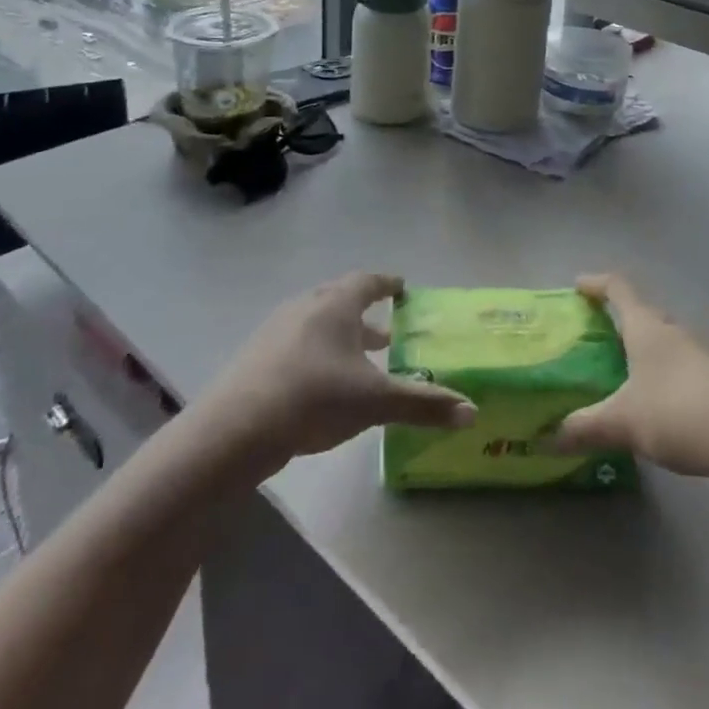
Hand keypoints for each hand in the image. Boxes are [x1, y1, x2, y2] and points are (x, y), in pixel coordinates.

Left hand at [199, 273, 475, 472]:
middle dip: (365, 313)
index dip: (387, 283)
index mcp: (336, 304)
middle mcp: (306, 306)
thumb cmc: (315, 398)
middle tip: (387, 331)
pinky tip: (320, 382)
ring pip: (316, 322)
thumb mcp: (375, 402)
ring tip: (357, 359)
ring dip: (340, 335)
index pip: (367, 281)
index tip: (401, 287)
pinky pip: (295, 343)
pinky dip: (316, 352)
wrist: (236, 427)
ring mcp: (276, 330)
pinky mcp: (256, 356)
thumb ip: (423, 404)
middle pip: (340, 299)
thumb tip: (472, 411)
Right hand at [552, 274, 708, 483]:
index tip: (578, 284)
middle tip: (595, 338)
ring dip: (643, 354)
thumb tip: (550, 437)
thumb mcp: (624, 422)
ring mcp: (701, 357)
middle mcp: (673, 333)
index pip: (619, 289)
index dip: (597, 283)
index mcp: (646, 328)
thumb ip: (587, 427)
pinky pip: (681, 372)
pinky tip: (657, 410)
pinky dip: (663, 380)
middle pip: (643, 315)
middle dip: (619, 322)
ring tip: (621, 378)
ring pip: (664, 345)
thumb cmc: (681, 411)